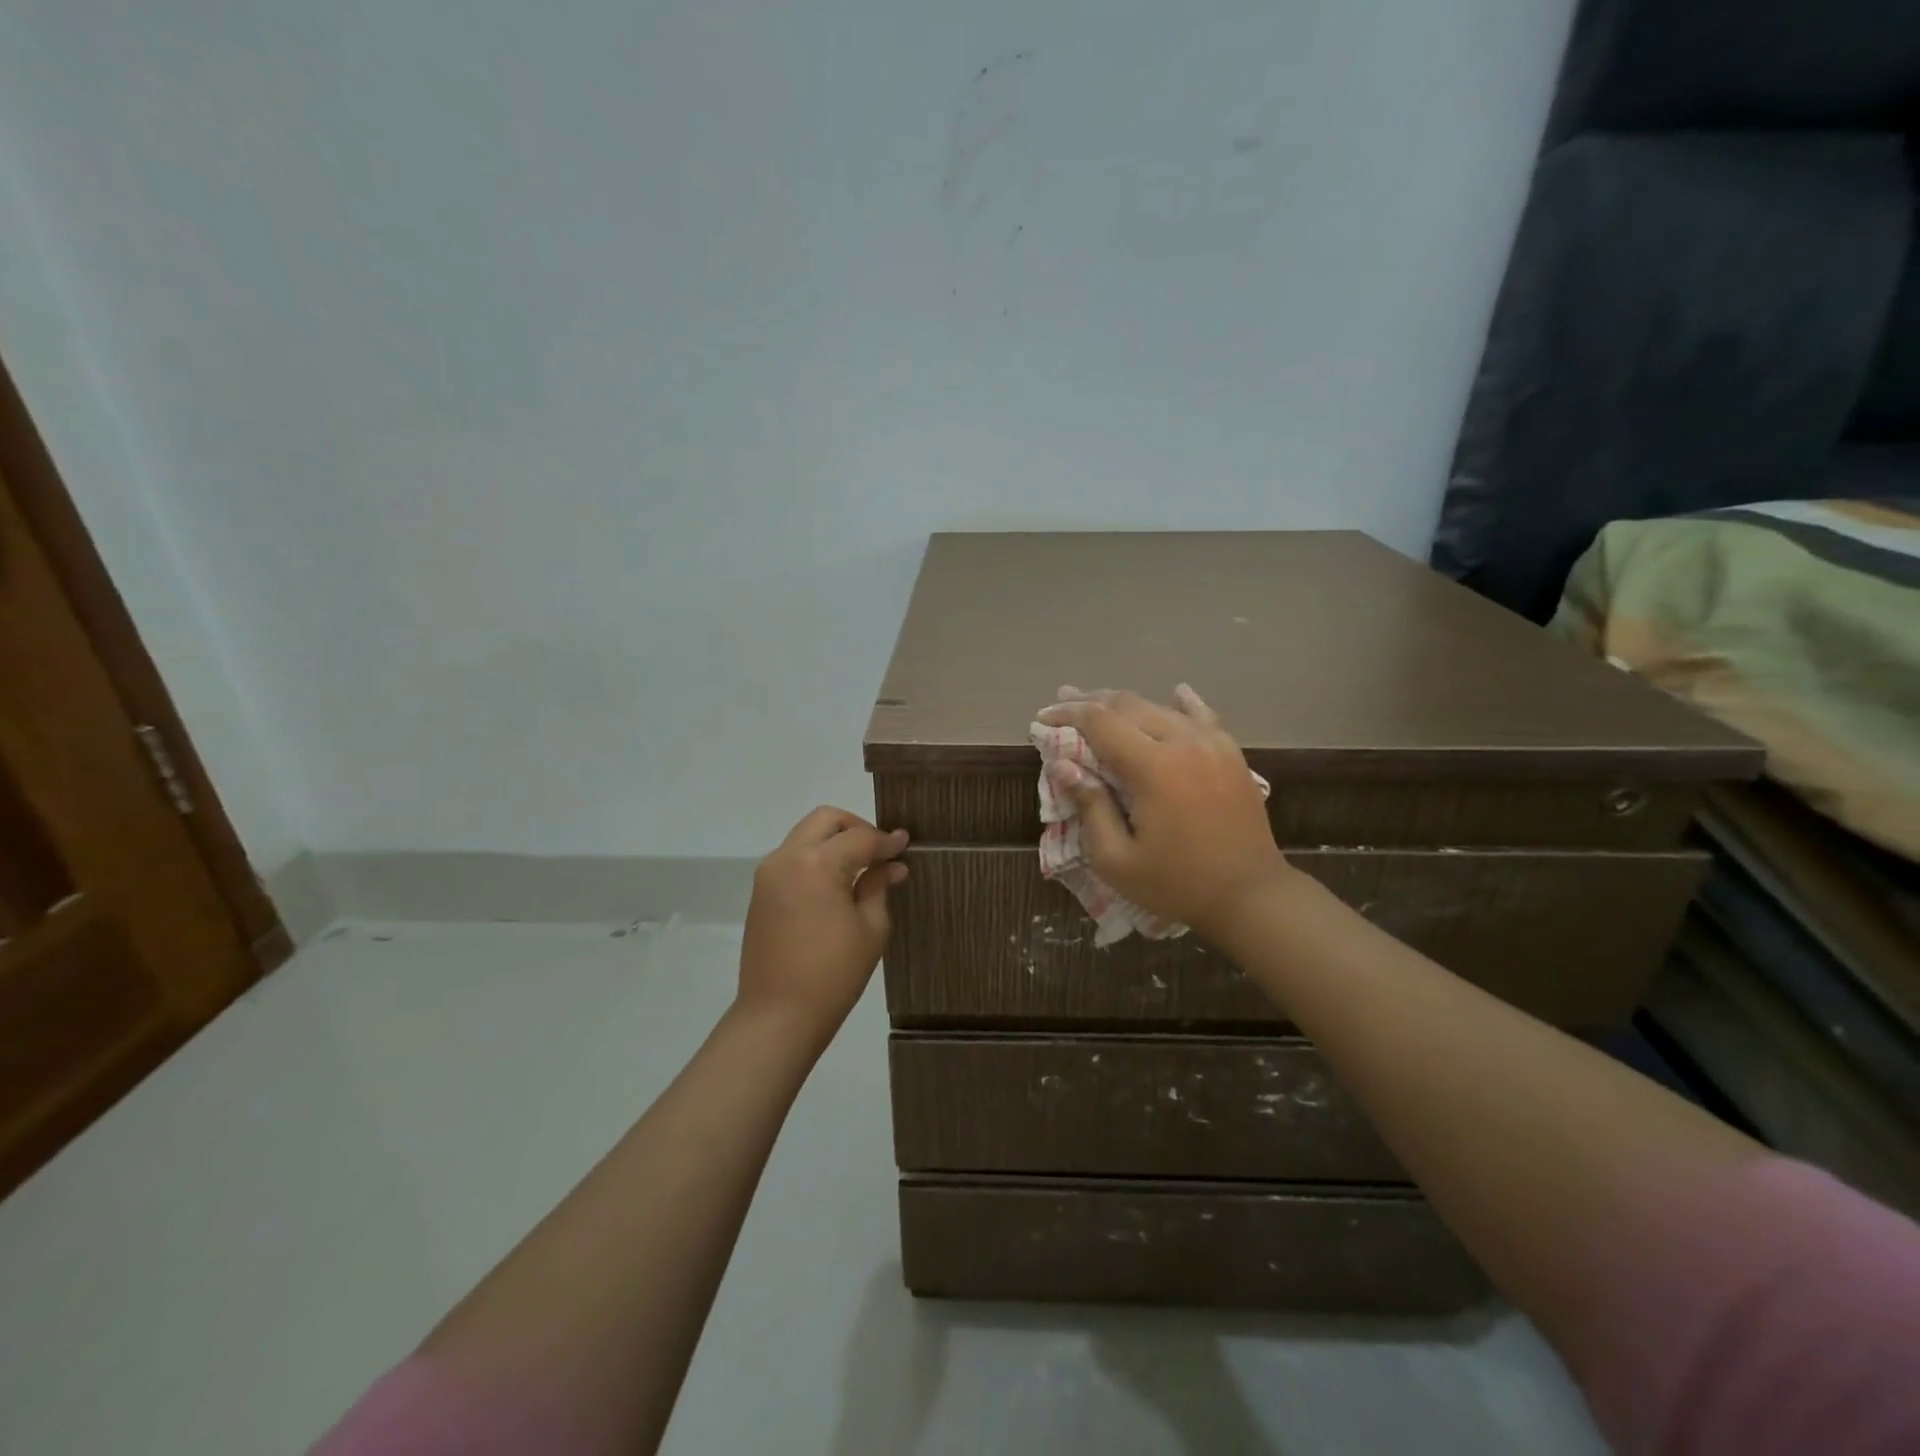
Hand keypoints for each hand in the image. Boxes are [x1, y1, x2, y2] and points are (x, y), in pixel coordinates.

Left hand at [737, 807, 907, 1046]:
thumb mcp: (870, 928)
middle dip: (856, 827)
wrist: (777, 1015)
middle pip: (825, 820)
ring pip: (806, 835)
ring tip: (861, 867)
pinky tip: (837, 882)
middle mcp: (787, 858)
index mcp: (816, 864)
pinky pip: (793, 858)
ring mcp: (769, 874)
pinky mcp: (761, 892)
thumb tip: (892, 865)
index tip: (905, 844)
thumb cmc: (833, 974)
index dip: (886, 840)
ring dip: (834, 841)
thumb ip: (879, 886)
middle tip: (879, 850)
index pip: (859, 837)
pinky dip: (816, 858)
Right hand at [1036, 685, 1293, 942]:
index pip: (1100, 722)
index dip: (1068, 714)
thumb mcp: (1116, 860)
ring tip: (1099, 703)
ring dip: (1126, 704)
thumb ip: (1089, 807)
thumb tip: (1061, 765)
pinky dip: (1182, 704)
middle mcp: (1184, 742)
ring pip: (1161, 707)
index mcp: (1154, 767)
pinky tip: (1176, 693)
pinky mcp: (1232, 754)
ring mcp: (1213, 744)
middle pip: (1129, 705)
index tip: (1043, 717)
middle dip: (1091, 701)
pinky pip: (1203, 716)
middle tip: (1062, 701)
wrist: (1251, 895)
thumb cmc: (1177, 883)